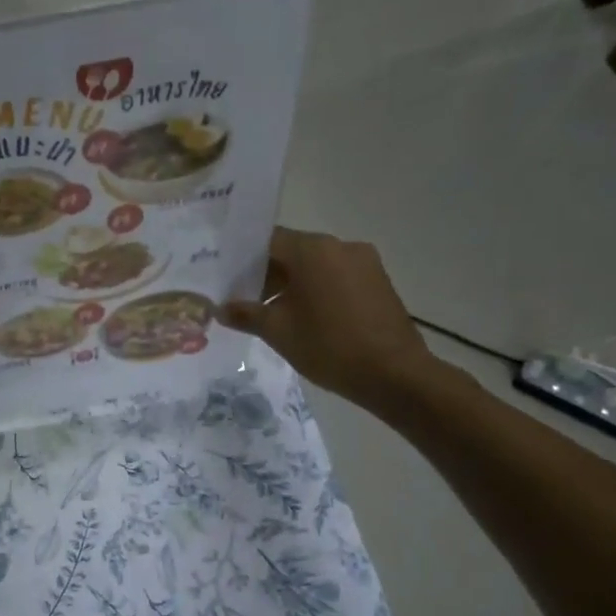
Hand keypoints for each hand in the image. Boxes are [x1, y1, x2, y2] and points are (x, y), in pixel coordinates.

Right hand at [220, 228, 440, 414]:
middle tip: (244, 301)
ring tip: (273, 314)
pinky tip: (306, 319)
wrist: (394, 374)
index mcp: (313, 250)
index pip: (268, 241)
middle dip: (267, 274)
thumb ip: (246, 315)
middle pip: (293, 251)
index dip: (244, 259)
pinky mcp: (378, 282)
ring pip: (316, 265)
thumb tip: (221, 309)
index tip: (228, 279)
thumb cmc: (329, 346)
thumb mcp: (278, 332)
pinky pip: (337, 277)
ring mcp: (364, 263)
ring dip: (292, 284)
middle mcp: (340, 246)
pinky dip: (317, 290)